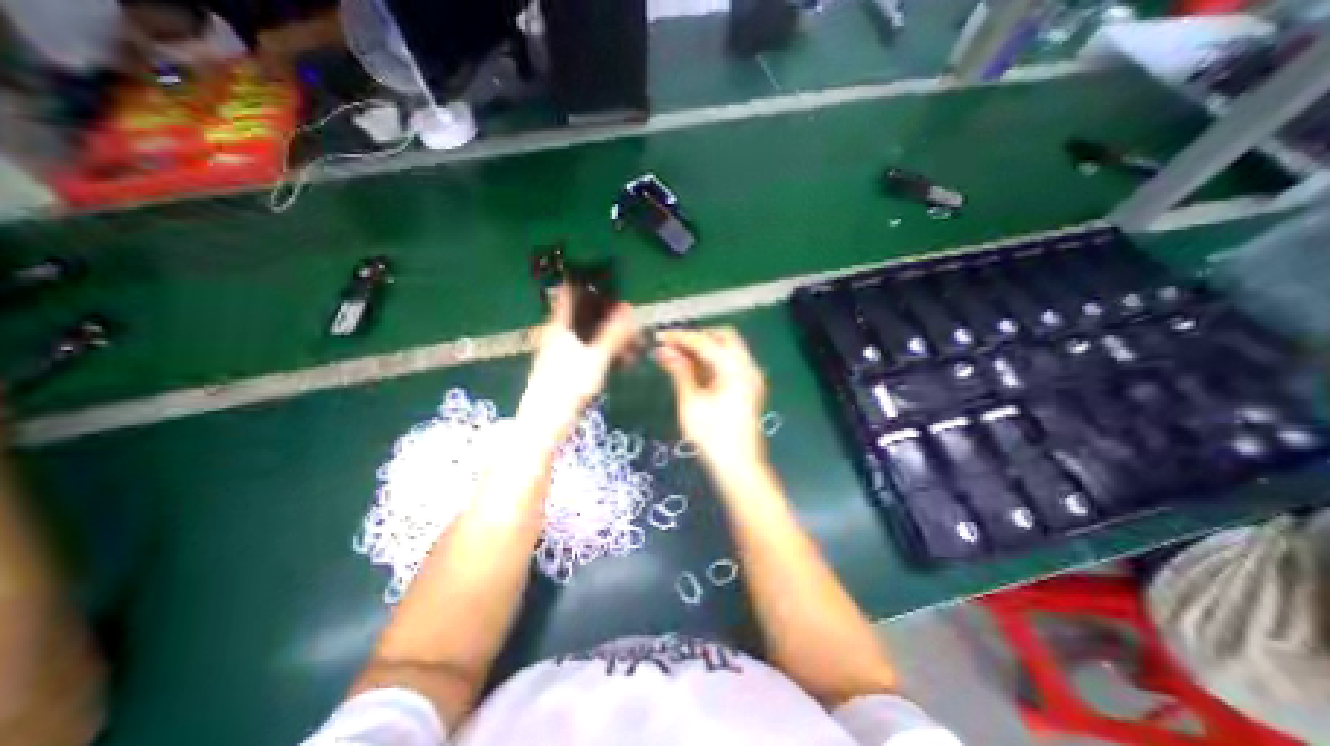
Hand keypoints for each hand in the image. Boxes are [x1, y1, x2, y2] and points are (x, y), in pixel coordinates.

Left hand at [516, 287, 636, 447]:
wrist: (544, 425)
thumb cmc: (566, 390)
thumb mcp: (595, 360)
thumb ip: (613, 335)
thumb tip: (629, 309)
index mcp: (560, 327)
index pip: (569, 293)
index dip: (585, 282)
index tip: (608, 279)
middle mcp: (559, 335)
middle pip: (586, 315)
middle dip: (610, 317)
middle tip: (633, 325)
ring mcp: (562, 352)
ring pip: (590, 335)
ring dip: (612, 337)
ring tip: (634, 348)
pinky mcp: (568, 367)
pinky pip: (590, 351)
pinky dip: (606, 351)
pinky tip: (622, 361)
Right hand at [653, 328, 769, 469]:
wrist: (738, 467)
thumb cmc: (712, 437)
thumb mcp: (690, 402)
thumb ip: (679, 372)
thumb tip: (664, 351)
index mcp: (734, 368)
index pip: (704, 342)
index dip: (680, 337)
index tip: (659, 337)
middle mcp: (747, 366)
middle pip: (723, 337)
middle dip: (697, 338)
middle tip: (673, 347)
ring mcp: (751, 377)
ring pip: (728, 349)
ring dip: (705, 349)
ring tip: (679, 358)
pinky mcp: (749, 388)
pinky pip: (731, 363)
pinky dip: (713, 361)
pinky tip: (695, 371)